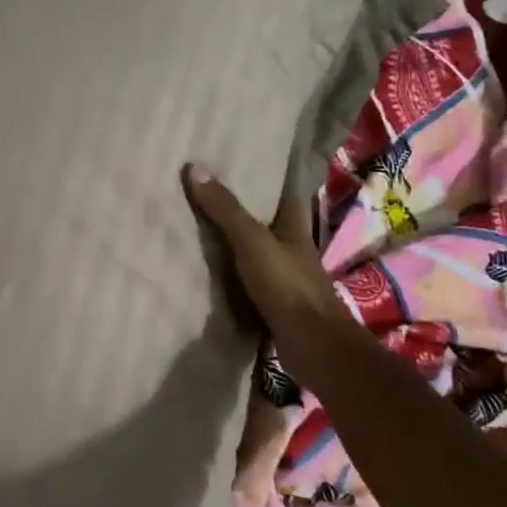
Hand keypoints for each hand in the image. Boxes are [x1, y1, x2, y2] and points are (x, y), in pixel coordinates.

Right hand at [183, 163, 353, 382]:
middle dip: (240, 208)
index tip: (237, 163)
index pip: (281, 192)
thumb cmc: (287, 285)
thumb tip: (195, 168)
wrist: (311, 344)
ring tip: (196, 225)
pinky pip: (245, 279)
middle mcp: (291, 248)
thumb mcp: (252, 241)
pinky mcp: (272, 302)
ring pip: (254, 250)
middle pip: (264, 221)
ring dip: (232, 241)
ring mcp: (283, 277)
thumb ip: (225, 209)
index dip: (263, 177)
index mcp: (294, 226)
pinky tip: (205, 269)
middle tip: (205, 191)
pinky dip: (229, 273)